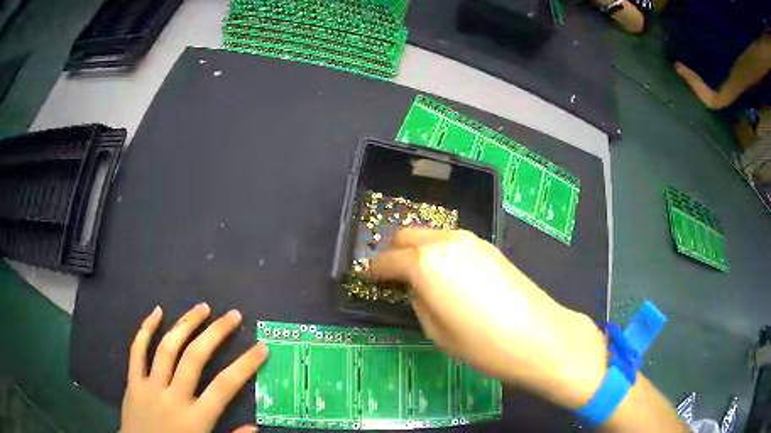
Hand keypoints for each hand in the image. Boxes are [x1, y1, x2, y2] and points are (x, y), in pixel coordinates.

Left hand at [120, 304, 268, 432]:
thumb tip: (255, 426)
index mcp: (196, 419)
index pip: (225, 387)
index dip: (245, 365)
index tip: (261, 347)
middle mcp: (173, 397)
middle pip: (195, 358)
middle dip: (216, 333)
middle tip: (232, 315)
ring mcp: (150, 387)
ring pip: (167, 348)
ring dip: (185, 324)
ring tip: (202, 308)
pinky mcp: (133, 382)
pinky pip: (137, 351)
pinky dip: (145, 330)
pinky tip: (157, 312)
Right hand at [369, 229, 606, 409]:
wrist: (539, 335)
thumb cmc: (483, 344)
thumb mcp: (437, 332)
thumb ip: (419, 303)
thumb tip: (416, 290)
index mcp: (425, 264)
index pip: (387, 260)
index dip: (374, 271)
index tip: (368, 279)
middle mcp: (445, 242)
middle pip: (407, 236)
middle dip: (394, 253)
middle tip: (393, 276)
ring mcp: (471, 240)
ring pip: (431, 235)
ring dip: (418, 250)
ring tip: (421, 277)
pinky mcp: (490, 246)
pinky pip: (453, 242)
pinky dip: (440, 252)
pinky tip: (449, 275)